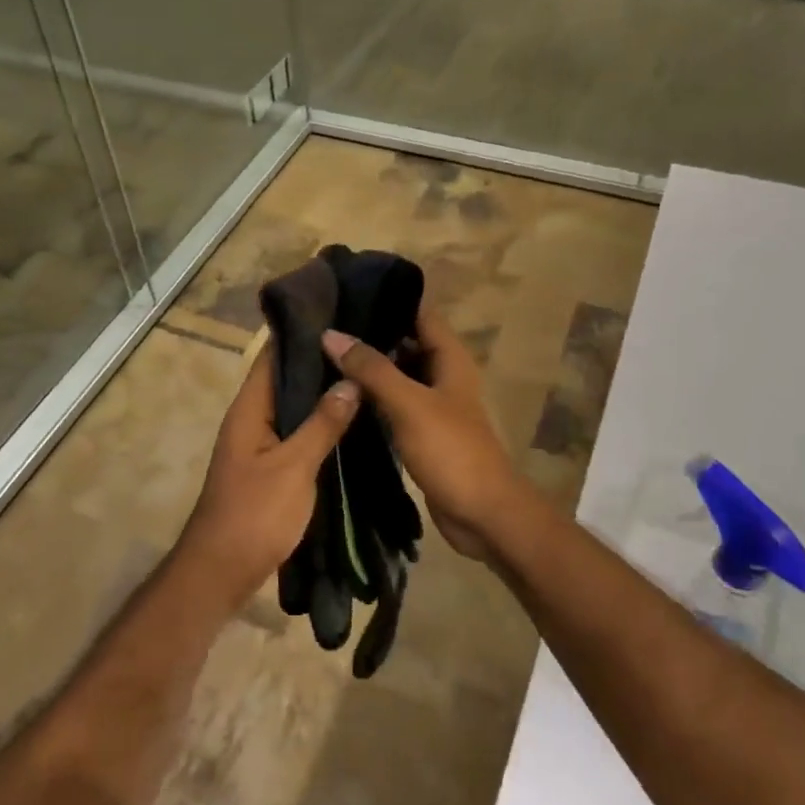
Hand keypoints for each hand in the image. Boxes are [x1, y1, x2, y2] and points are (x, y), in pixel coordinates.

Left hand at [177, 346, 359, 608]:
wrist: (223, 571)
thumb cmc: (254, 514)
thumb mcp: (293, 466)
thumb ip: (322, 423)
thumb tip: (350, 381)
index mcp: (250, 409)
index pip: (273, 355)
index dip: (301, 332)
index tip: (340, 311)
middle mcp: (253, 419)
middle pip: (287, 379)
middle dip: (321, 362)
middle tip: (366, 343)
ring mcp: (261, 444)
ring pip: (295, 407)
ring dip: (323, 393)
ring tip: (367, 373)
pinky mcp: (272, 467)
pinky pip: (299, 433)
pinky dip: (322, 423)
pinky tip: (353, 420)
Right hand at [322, 308, 533, 560]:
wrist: (482, 514)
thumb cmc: (451, 451)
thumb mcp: (409, 404)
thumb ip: (372, 369)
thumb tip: (331, 334)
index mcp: (450, 358)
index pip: (419, 312)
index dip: (388, 298)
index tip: (347, 289)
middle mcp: (442, 375)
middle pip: (404, 342)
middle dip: (370, 332)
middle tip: (323, 323)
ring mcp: (432, 405)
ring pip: (396, 375)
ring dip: (367, 367)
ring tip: (322, 352)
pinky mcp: (421, 432)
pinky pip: (392, 404)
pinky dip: (371, 397)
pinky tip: (339, 394)